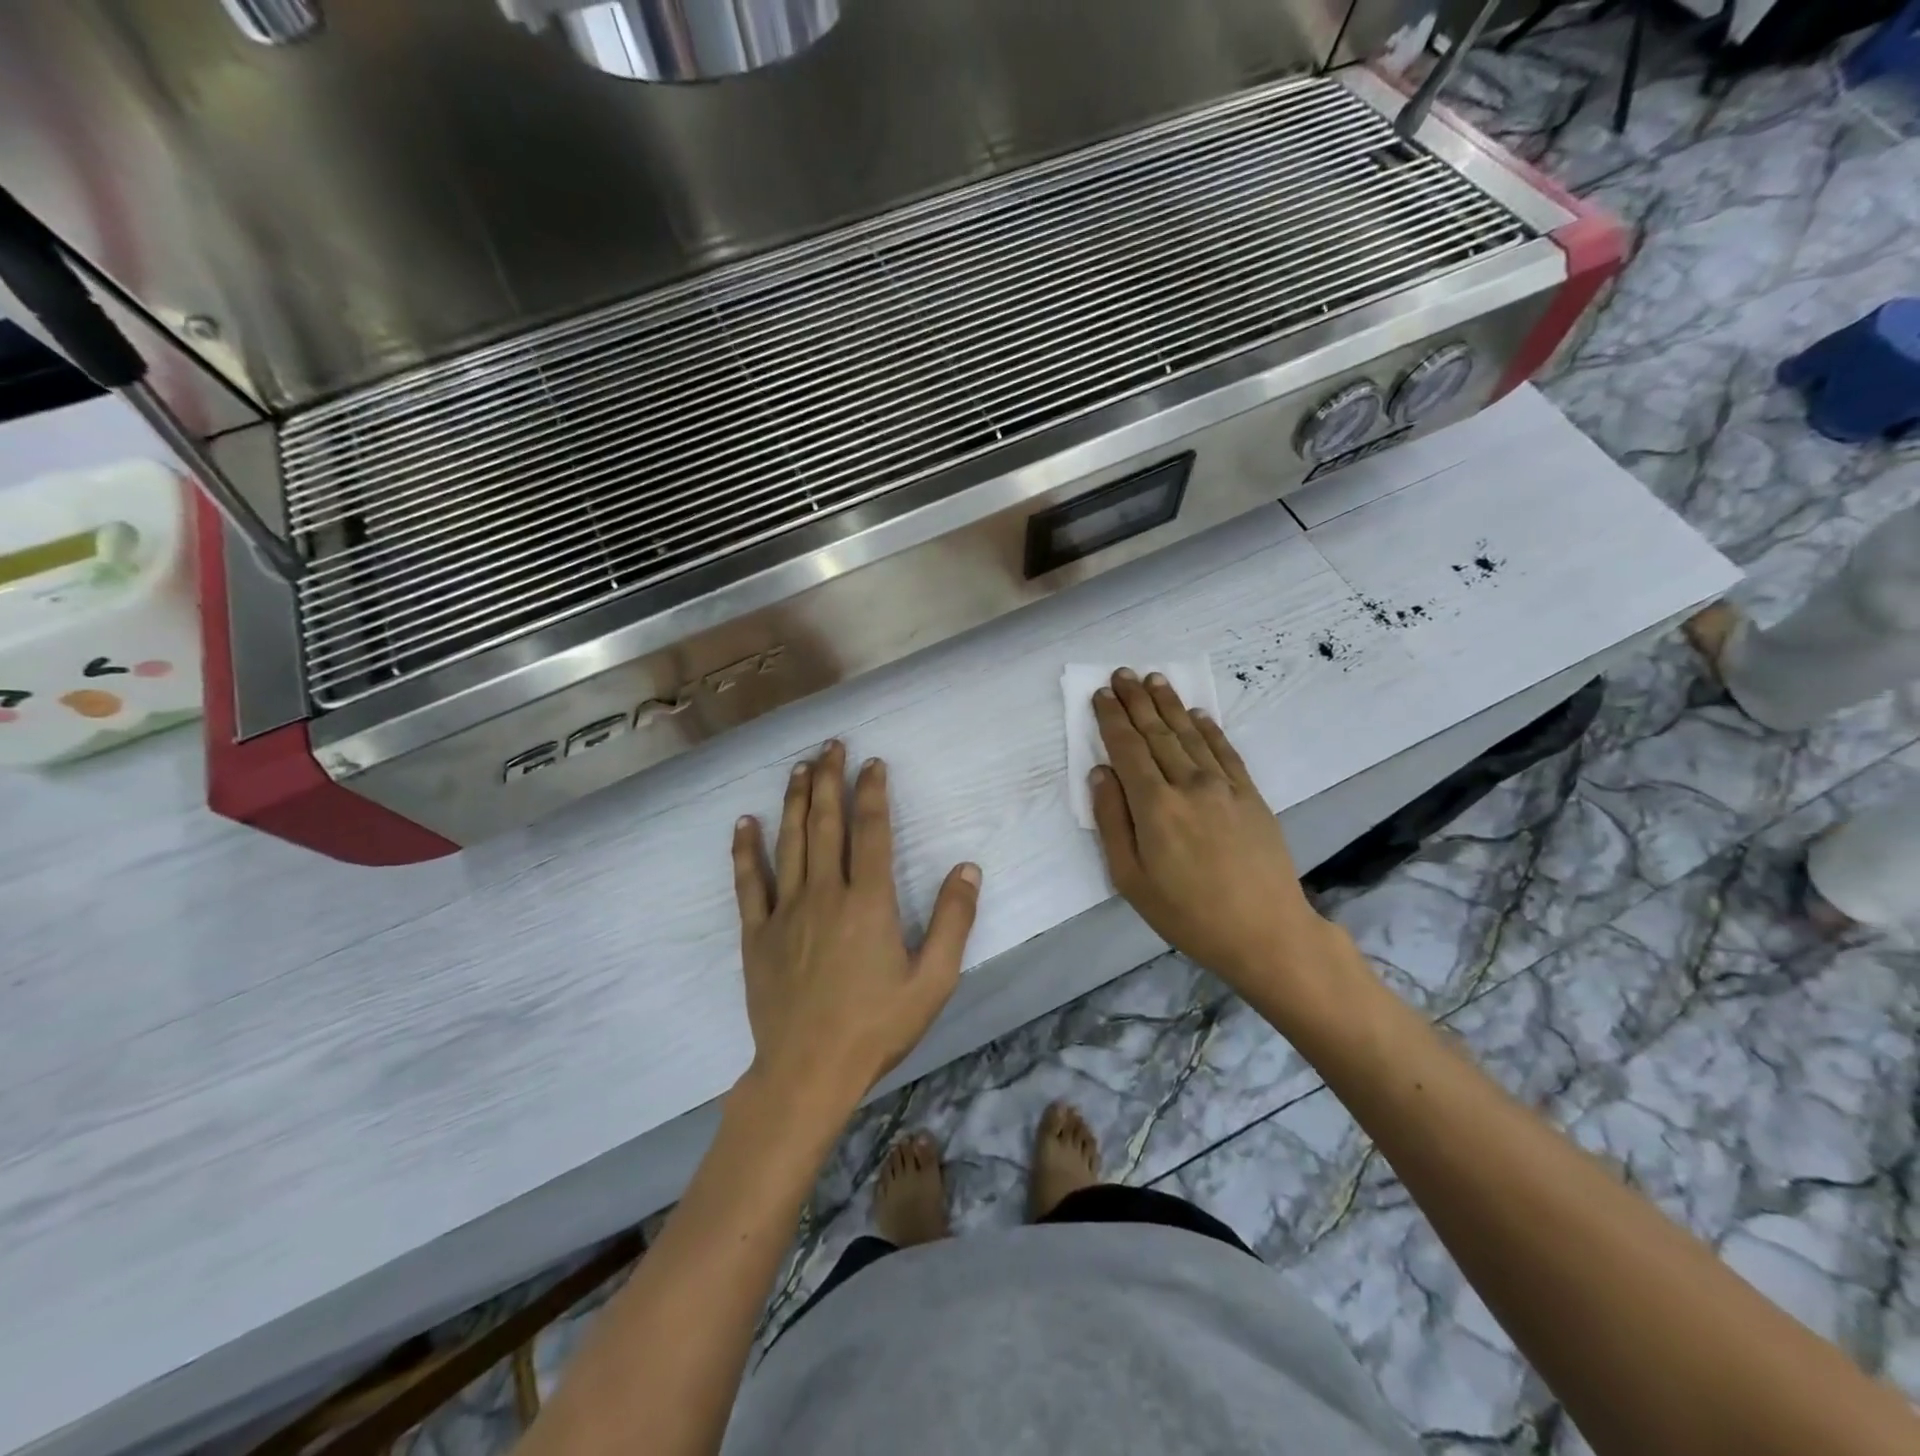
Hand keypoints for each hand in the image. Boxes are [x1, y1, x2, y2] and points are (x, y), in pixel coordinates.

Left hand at [731, 741, 981, 1115]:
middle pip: (825, 823)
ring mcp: (786, 911)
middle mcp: (825, 893)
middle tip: (830, 746)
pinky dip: (745, 850)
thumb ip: (954, 921)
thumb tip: (968, 868)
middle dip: (828, 779)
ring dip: (793, 800)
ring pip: (789, 841)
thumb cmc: (876, 1027)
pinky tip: (744, 823)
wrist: (808, 1072)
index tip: (873, 763)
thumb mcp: (933, 980)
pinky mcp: (757, 934)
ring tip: (798, 767)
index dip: (872, 792)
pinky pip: (749, 882)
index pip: (871, 831)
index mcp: (868, 901)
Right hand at [1089, 669, 1338, 1002]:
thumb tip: (1100, 774)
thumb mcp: (1131, 880)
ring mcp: (1224, 786)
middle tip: (1122, 673)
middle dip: (1136, 701)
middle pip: (1157, 733)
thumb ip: (1112, 822)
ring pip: (1190, 734)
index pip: (1127, 749)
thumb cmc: (1187, 913)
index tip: (1101, 695)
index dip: (1112, 719)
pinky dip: (1209, 728)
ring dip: (1169, 704)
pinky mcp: (1250, 795)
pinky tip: (1197, 713)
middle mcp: (1188, 784)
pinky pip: (1225, 751)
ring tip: (1154, 679)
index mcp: (1154, 806)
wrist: (1265, 932)